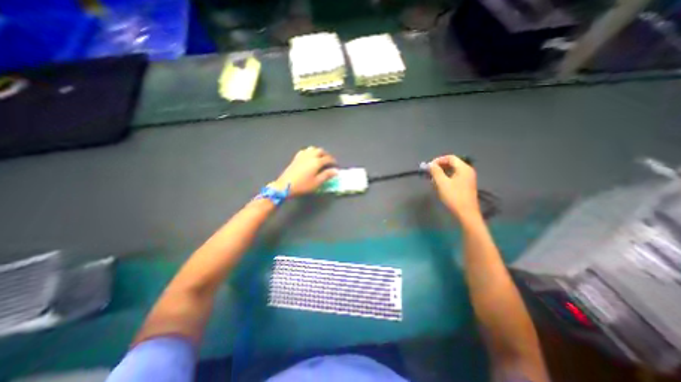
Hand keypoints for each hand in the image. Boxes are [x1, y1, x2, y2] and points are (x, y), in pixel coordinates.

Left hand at [270, 146, 335, 196]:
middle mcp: (310, 156)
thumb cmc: (303, 185)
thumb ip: (327, 175)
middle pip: (321, 151)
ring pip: (313, 149)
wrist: (286, 185)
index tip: (336, 166)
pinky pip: (305, 151)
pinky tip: (309, 157)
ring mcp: (302, 156)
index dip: (333, 162)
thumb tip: (336, 171)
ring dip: (318, 152)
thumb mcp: (317, 182)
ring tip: (320, 158)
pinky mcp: (296, 158)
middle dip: (326, 155)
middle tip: (329, 162)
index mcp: (316, 162)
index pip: (328, 158)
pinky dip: (310, 152)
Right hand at [427, 153, 480, 220]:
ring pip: (453, 171)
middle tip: (429, 173)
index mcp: (463, 168)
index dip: (438, 160)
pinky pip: (455, 177)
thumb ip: (435, 172)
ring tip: (433, 180)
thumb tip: (430, 164)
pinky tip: (440, 185)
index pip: (450, 158)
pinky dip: (446, 178)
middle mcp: (467, 171)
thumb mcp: (442, 183)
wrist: (466, 213)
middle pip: (452, 163)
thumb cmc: (454, 197)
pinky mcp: (466, 185)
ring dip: (442, 173)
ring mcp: (468, 178)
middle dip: (439, 167)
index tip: (429, 167)